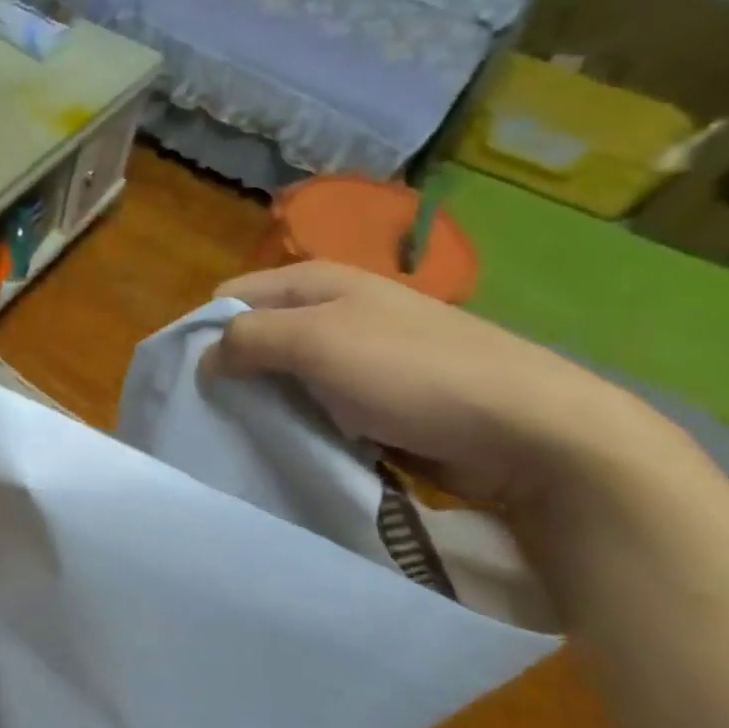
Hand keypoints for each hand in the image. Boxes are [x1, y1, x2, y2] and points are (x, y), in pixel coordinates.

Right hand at [212, 262, 677, 509]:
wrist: (531, 429)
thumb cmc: (412, 372)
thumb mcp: (317, 341)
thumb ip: (248, 339)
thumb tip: (204, 357)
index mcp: (316, 281)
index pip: (231, 297)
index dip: (207, 333)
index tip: (197, 381)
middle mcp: (335, 309)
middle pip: (258, 337)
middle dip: (237, 373)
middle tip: (223, 416)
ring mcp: (362, 356)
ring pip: (288, 377)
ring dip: (270, 404)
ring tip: (259, 438)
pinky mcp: (382, 399)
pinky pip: (321, 408)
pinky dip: (306, 425)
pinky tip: (304, 447)